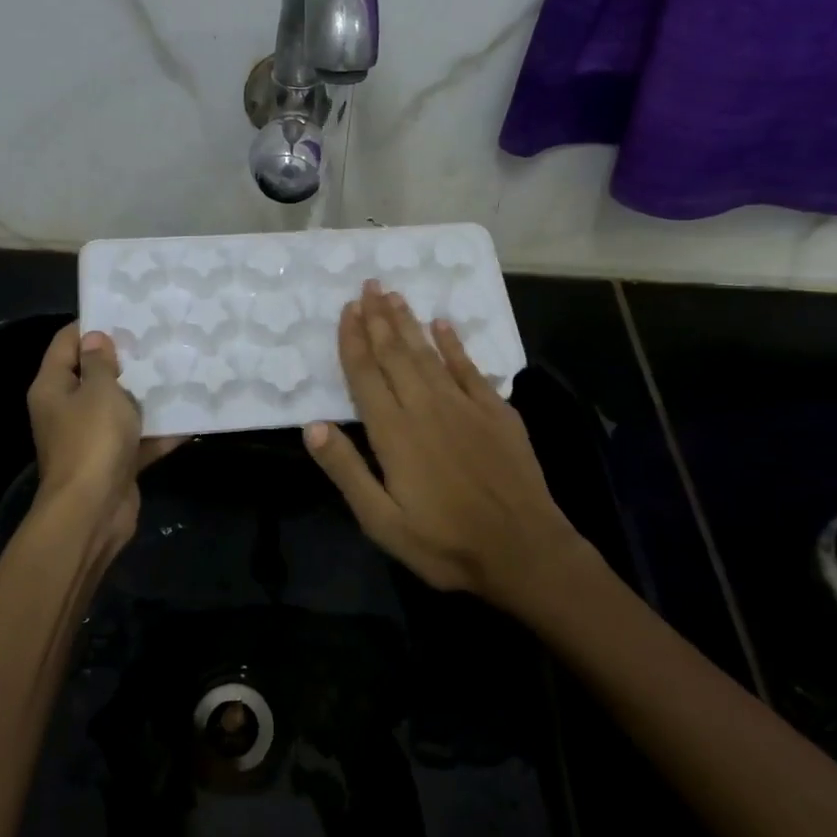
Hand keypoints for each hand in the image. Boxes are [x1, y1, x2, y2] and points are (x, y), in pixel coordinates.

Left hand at [27, 324, 180, 556]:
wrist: (93, 511)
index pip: (66, 343)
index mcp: (53, 387)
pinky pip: (138, 439)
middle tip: (160, 340)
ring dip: (146, 396)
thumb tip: (95, 339)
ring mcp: (90, 438)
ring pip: (119, 408)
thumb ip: (100, 364)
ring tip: (179, 371)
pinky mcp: (113, 462)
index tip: (126, 314)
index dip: (92, 326)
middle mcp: (67, 410)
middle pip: (94, 375)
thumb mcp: (99, 392)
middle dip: (126, 361)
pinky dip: (159, 432)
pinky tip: (190, 417)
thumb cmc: (92, 441)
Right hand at [303, 281, 591, 604]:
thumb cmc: (444, 543)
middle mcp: (426, 407)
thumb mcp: (382, 521)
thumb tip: (312, 426)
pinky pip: (470, 367)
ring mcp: (464, 406)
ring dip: (408, 323)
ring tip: (394, 294)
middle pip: (395, 354)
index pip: (366, 375)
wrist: (523, 551)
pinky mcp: (496, 412)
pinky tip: (443, 323)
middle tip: (368, 285)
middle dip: (379, 318)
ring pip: (428, 353)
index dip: (353, 340)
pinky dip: (454, 343)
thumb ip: (347, 471)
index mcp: (394, 432)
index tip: (346, 310)